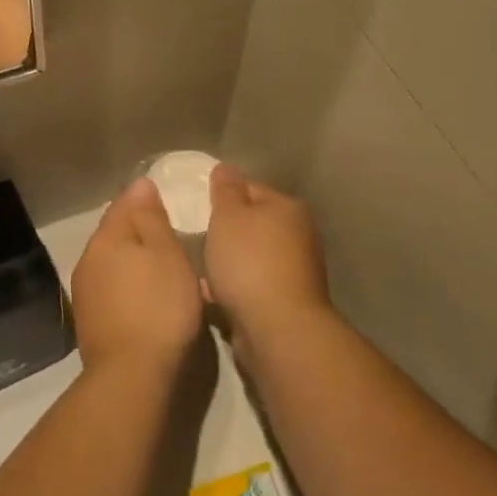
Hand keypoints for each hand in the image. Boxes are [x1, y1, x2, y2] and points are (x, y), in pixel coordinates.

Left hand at [70, 178, 205, 378]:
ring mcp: (86, 292)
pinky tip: (150, 297)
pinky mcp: (91, 321)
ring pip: (114, 262)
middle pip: (116, 233)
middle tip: (174, 236)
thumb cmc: (159, 307)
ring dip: (136, 260)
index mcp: (106, 237)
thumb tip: (140, 183)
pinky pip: (114, 288)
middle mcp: (88, 259)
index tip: (171, 201)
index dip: (145, 198)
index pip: (123, 203)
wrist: (132, 375)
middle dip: (141, 231)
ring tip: (167, 268)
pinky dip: (131, 285)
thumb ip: (151, 217)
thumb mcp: (166, 253)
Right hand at [204, 165, 332, 350]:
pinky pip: (252, 286)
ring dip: (227, 263)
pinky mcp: (286, 301)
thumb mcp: (229, 216)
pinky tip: (212, 296)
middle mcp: (298, 235)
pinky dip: (233, 288)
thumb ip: (225, 189)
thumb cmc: (249, 262)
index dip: (223, 197)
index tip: (199, 209)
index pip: (250, 189)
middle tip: (198, 239)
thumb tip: (226, 167)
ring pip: (250, 257)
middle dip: (225, 233)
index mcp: (288, 208)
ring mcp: (295, 270)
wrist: (277, 328)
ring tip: (201, 270)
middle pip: (252, 225)